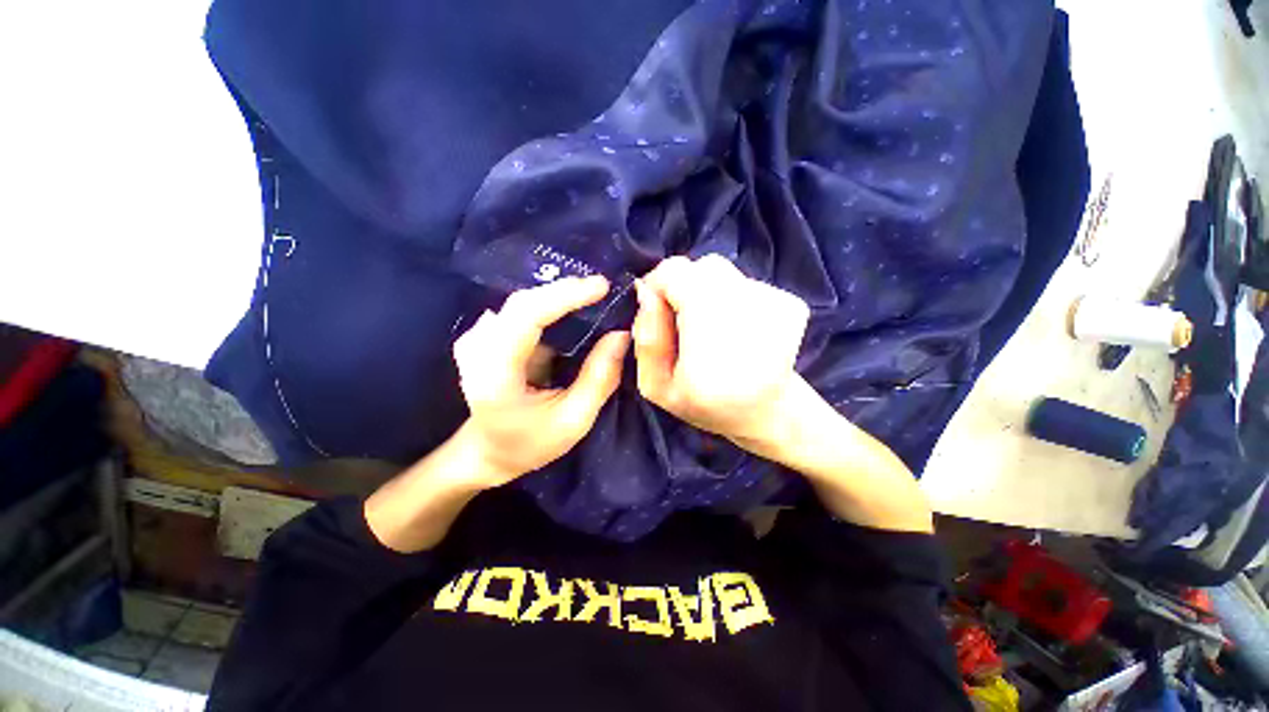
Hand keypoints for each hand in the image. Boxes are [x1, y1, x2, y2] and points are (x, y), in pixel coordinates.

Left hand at [451, 276, 629, 488]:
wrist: (489, 450)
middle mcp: (478, 348)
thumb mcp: (574, 420)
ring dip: (560, 297)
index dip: (564, 295)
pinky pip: (522, 311)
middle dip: (567, 291)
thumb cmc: (531, 443)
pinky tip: (572, 309)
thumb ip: (600, 378)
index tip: (601, 286)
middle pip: (524, 303)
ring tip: (594, 296)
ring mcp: (478, 339)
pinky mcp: (487, 336)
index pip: (526, 317)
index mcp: (496, 374)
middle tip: (605, 289)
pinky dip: (550, 305)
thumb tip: (621, 334)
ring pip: (524, 303)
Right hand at [632, 255, 810, 449]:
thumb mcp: (656, 386)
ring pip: (721, 271)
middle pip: (701, 268)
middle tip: (681, 322)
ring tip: (708, 327)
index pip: (676, 274)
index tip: (655, 310)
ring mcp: (776, 305)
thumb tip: (644, 291)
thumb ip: (647, 339)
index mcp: (712, 341)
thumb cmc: (704, 406)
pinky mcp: (790, 303)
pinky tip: (733, 329)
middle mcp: (750, 314)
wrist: (767, 413)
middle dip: (682, 287)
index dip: (658, 285)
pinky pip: (742, 281)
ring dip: (705, 291)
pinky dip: (729, 296)